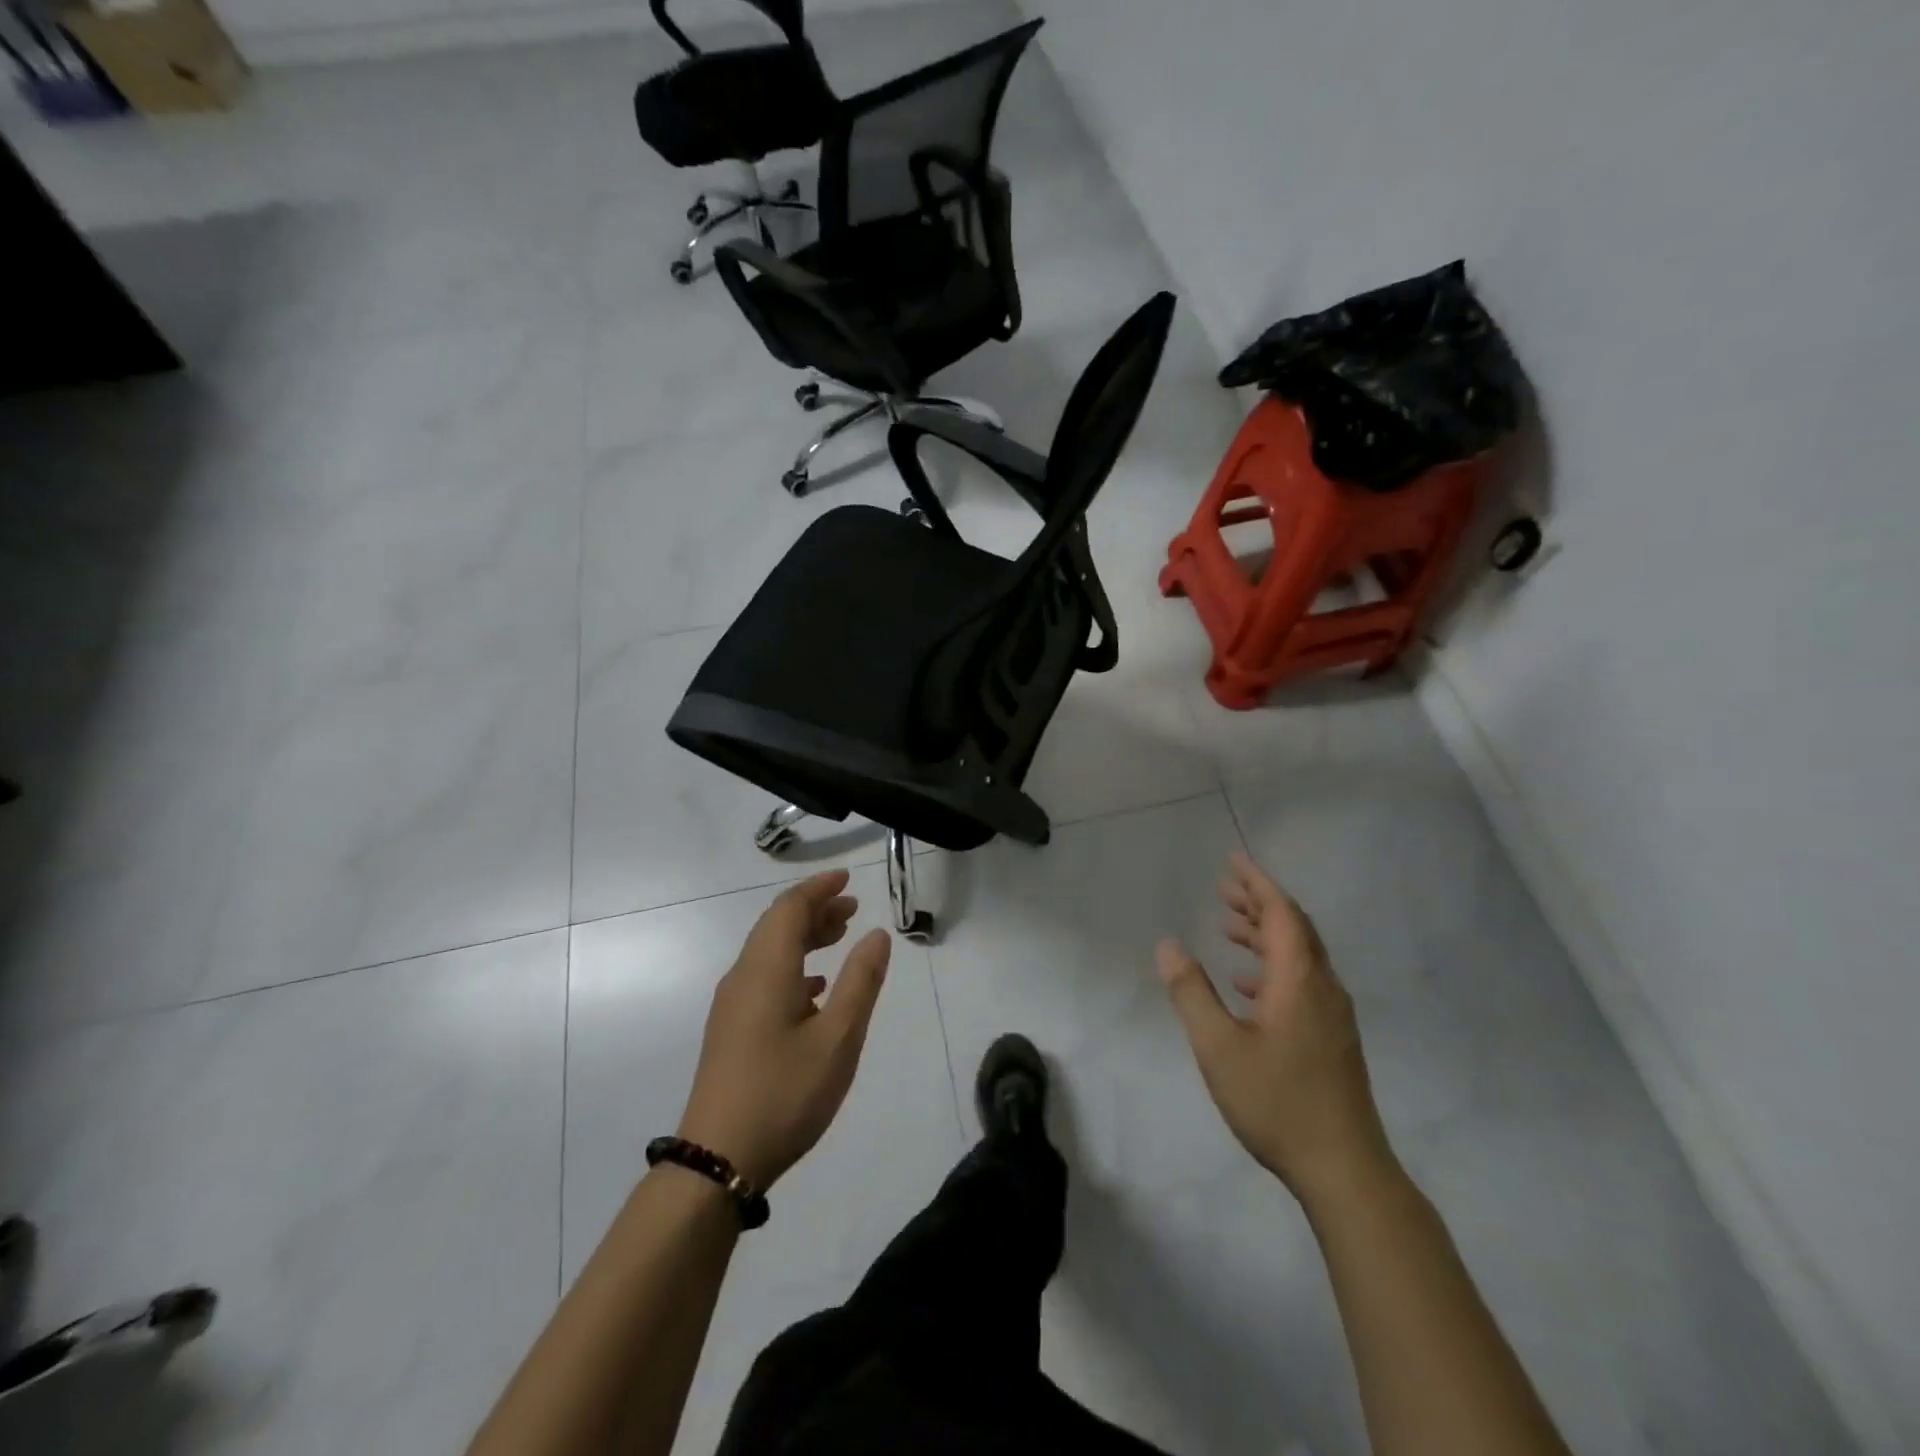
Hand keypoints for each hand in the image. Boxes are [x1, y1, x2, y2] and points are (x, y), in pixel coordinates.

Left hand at [676, 871, 890, 1190]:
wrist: (718, 1160)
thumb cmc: (785, 1093)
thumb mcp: (838, 1037)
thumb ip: (861, 981)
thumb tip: (877, 934)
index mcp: (767, 969)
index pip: (790, 908)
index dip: (820, 888)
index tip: (848, 879)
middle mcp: (744, 976)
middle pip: (777, 925)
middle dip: (815, 909)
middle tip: (853, 909)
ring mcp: (733, 1004)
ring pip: (769, 951)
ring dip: (804, 936)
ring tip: (840, 937)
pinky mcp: (731, 1029)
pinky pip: (764, 976)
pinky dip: (793, 966)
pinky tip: (815, 988)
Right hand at [1157, 851, 1393, 1208]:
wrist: (1344, 1169)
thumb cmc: (1277, 1101)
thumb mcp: (1218, 1046)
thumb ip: (1191, 992)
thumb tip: (1169, 945)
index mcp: (1299, 979)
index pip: (1281, 913)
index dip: (1256, 883)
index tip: (1233, 861)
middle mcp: (1322, 987)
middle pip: (1293, 928)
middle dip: (1259, 902)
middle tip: (1224, 887)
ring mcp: (1332, 1014)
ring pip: (1298, 956)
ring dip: (1264, 933)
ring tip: (1228, 925)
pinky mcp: (1331, 1038)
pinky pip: (1301, 982)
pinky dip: (1272, 967)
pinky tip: (1247, 984)